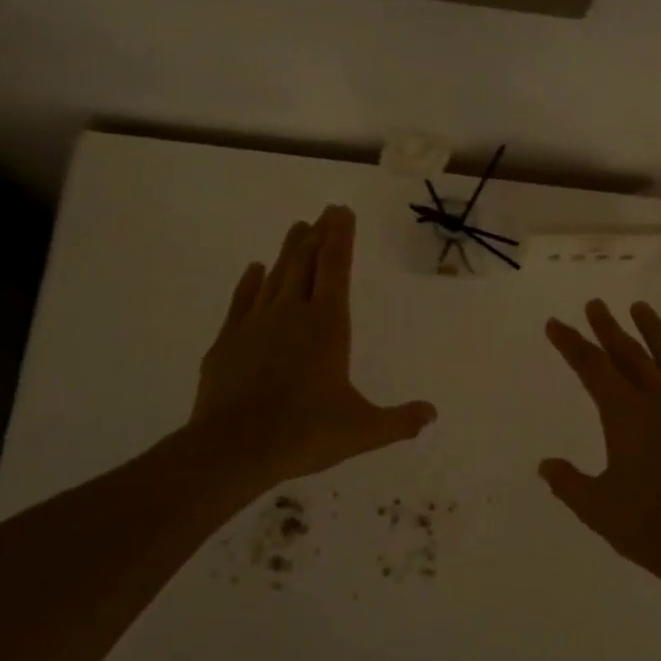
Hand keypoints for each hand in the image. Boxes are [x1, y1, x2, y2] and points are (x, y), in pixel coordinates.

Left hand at [186, 205, 436, 495]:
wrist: (233, 448)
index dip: (341, 237)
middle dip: (318, 234)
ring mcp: (256, 323)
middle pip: (306, 262)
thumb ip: (399, 421)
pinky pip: (242, 300)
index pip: (336, 268)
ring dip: (288, 250)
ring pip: (275, 275)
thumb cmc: (304, 433)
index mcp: (328, 325)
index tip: (343, 212)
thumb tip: (432, 414)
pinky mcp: (228, 340)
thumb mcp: (362, 430)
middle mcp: (292, 313)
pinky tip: (254, 269)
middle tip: (325, 211)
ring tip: (298, 228)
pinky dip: (250, 282)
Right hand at [540, 300, 660, 584]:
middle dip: (607, 327)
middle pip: (629, 352)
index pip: (591, 366)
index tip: (555, 324)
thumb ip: (569, 482)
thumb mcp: (598, 508)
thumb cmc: (651, 526)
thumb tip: (546, 465)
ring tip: (639, 307)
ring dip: (650, 330)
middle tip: (595, 304)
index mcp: (626, 413)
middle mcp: (660, 398)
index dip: (571, 343)